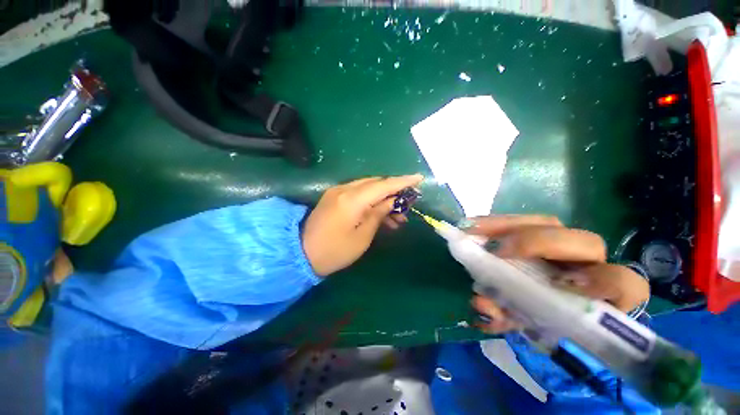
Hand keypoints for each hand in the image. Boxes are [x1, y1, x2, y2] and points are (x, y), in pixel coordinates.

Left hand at [302, 174, 423, 275]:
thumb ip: (378, 214)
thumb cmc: (334, 251)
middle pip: (376, 184)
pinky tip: (381, 215)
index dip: (402, 182)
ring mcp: (337, 192)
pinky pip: (358, 194)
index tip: (419, 178)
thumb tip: (392, 201)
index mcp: (352, 200)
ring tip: (398, 218)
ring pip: (368, 189)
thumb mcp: (362, 237)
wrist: (301, 253)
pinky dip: (371, 202)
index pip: (383, 185)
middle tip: (408, 206)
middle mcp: (344, 189)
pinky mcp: (334, 197)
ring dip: (383, 199)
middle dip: (394, 192)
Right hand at [467, 215, 649, 333]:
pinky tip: (474, 226)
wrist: (533, 300)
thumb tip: (480, 305)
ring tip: (473, 230)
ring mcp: (561, 241)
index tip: (560, 285)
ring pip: (549, 223)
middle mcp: (586, 262)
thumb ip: (507, 319)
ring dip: (509, 225)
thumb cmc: (537, 315)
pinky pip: (524, 220)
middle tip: (495, 250)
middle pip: (584, 242)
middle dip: (540, 243)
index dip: (601, 282)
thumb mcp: (522, 323)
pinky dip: (498, 222)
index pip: (623, 284)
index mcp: (599, 294)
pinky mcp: (539, 231)